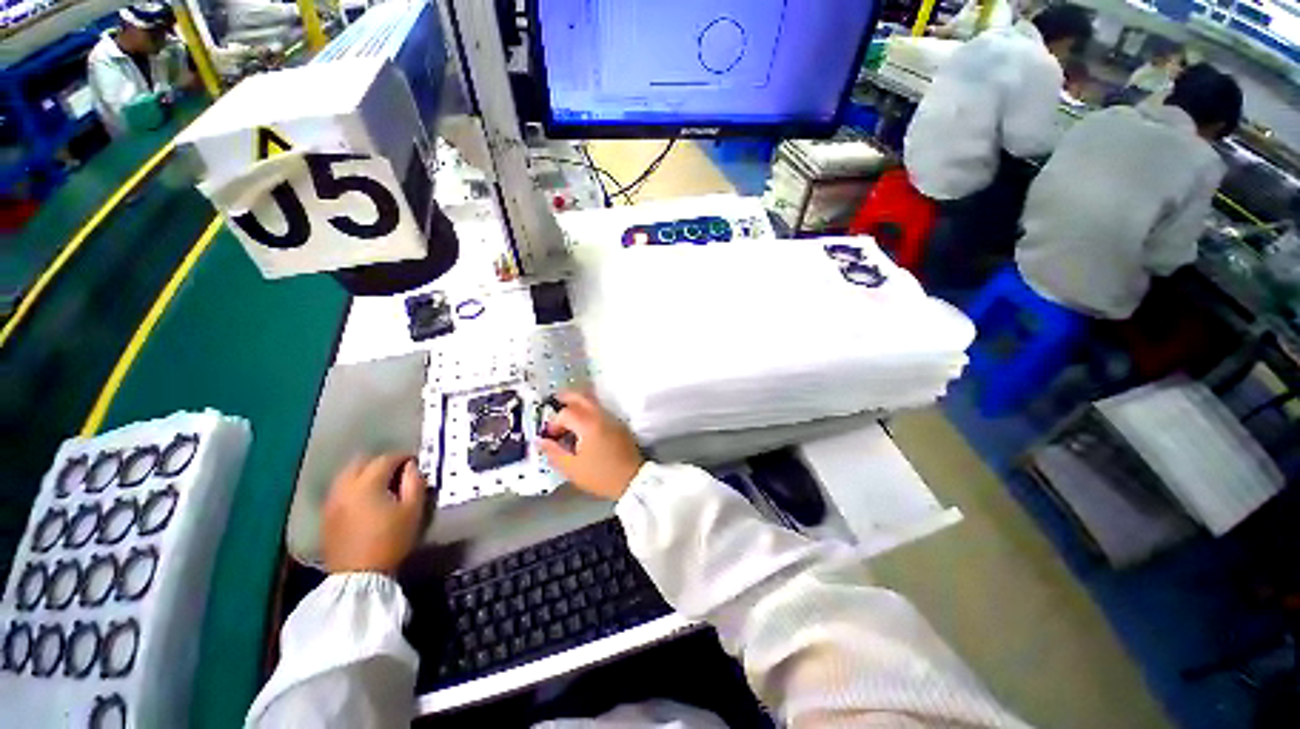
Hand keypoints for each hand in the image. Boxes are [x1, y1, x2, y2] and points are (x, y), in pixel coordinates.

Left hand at [321, 453, 426, 573]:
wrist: (358, 576)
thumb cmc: (391, 540)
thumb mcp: (413, 510)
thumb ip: (415, 483)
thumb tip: (412, 467)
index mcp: (367, 484)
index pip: (386, 459)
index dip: (403, 457)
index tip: (415, 462)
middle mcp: (345, 487)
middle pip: (361, 461)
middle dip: (381, 462)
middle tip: (397, 471)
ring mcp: (332, 501)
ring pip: (347, 474)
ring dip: (365, 473)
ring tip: (381, 485)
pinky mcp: (326, 515)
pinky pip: (340, 489)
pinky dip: (354, 486)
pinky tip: (365, 499)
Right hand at [538, 391, 645, 499]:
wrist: (632, 479)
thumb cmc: (600, 476)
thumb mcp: (572, 469)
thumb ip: (554, 452)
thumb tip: (540, 440)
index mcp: (588, 425)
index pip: (566, 413)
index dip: (554, 422)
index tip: (550, 436)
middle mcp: (600, 416)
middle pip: (581, 397)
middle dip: (566, 397)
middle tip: (554, 402)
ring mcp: (612, 418)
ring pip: (593, 402)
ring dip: (578, 403)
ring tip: (567, 415)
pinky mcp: (619, 424)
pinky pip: (600, 410)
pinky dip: (589, 411)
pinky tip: (583, 424)